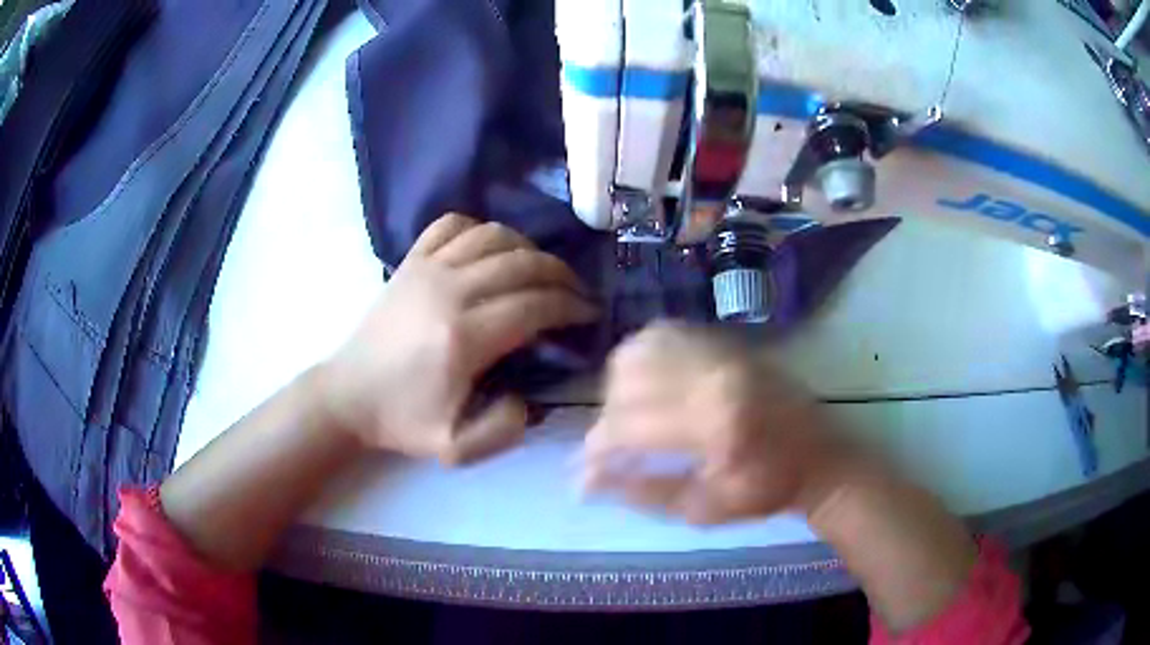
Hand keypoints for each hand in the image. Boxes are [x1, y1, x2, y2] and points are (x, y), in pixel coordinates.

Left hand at [320, 213, 597, 463]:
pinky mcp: (410, 261)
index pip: (534, 306)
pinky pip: (452, 224)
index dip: (570, 306)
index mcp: (463, 338)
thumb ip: (504, 430)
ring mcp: (426, 269)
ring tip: (541, 271)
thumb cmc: (403, 421)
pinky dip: (480, 229)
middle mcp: (448, 291)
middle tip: (576, 292)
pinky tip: (491, 249)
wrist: (350, 396)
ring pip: (493, 236)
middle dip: (560, 275)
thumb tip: (531, 394)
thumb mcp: (457, 449)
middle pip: (521, 264)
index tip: (589, 314)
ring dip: (528, 248)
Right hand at [583, 322, 841, 523]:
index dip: (596, 452)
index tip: (582, 476)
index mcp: (713, 423)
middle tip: (610, 451)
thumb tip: (591, 480)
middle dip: (605, 421)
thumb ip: (644, 491)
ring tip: (625, 417)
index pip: (628, 426)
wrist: (820, 457)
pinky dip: (642, 357)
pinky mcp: (726, 343)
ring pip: (639, 350)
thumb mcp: (705, 508)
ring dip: (619, 386)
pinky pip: (665, 333)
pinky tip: (645, 384)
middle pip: (627, 383)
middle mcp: (713, 375)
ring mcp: (720, 351)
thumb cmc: (767, 492)